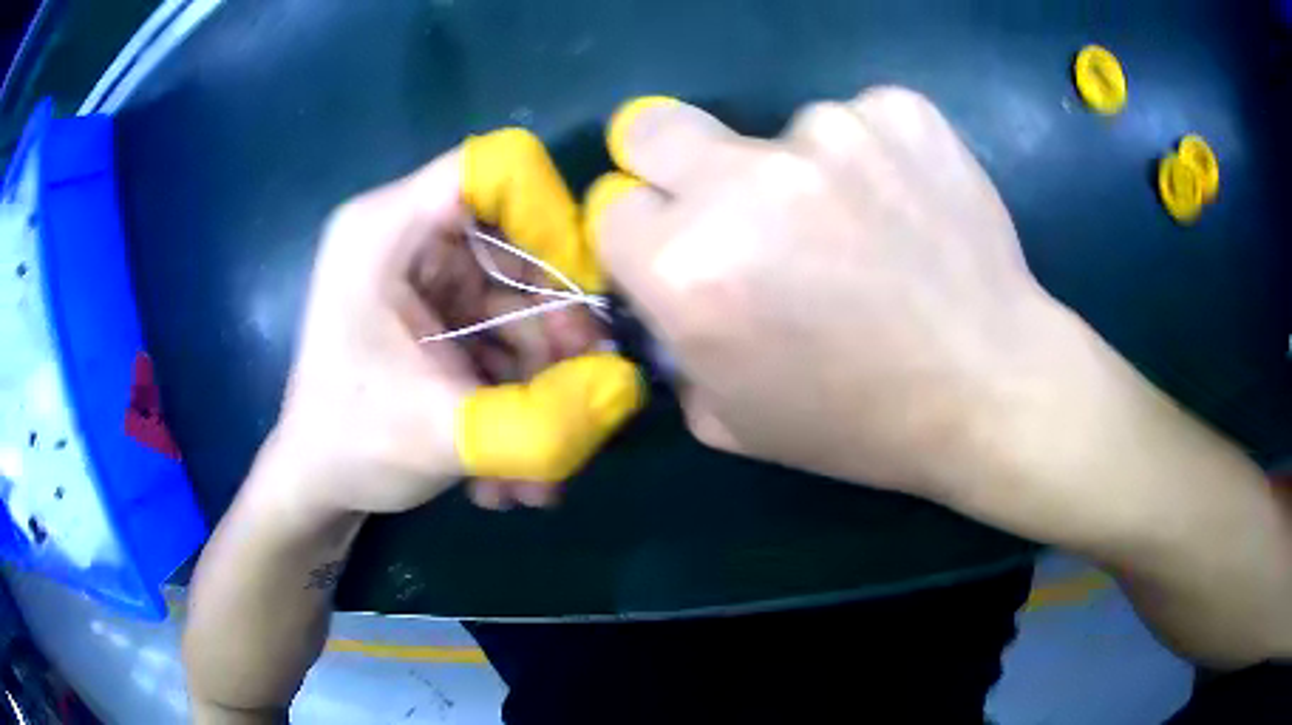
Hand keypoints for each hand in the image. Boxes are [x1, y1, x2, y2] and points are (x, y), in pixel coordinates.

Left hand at [273, 132, 642, 514]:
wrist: (319, 486)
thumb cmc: (350, 448)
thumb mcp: (441, 438)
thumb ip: (540, 422)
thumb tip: (625, 391)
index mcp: (387, 229)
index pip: (493, 167)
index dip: (550, 217)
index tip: (583, 296)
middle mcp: (410, 237)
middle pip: (520, 244)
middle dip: (556, 328)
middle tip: (579, 396)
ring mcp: (428, 277)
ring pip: (522, 301)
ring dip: (541, 383)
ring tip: (536, 467)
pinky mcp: (442, 314)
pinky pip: (505, 335)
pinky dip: (520, 393)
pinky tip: (512, 464)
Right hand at [587, 90, 1093, 509]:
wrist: (991, 386)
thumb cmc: (859, 422)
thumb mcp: (731, 417)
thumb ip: (673, 343)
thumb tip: (662, 283)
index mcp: (690, 267)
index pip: (610, 208)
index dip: (642, 235)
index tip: (679, 252)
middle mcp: (746, 182)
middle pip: (653, 129)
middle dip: (670, 163)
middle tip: (734, 206)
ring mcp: (831, 131)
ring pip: (772, 132)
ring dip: (798, 173)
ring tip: (862, 233)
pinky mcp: (899, 110)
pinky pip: (854, 120)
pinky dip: (869, 157)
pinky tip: (906, 209)